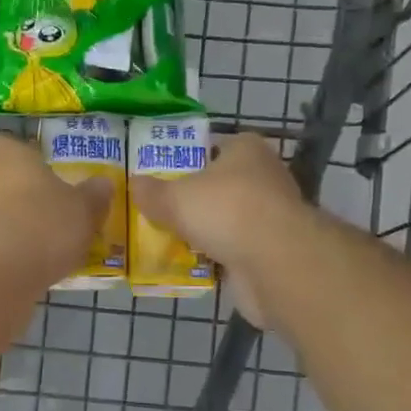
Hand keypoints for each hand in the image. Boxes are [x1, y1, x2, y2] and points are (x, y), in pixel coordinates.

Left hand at [0, 135, 112, 296]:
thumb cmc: (42, 227)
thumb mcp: (83, 211)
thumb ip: (94, 196)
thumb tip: (103, 183)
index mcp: (10, 159)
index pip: (5, 145)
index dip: (22, 155)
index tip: (42, 170)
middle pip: (0, 181)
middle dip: (22, 196)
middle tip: (52, 213)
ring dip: (13, 227)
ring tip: (45, 248)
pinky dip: (5, 253)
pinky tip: (28, 270)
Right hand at [130, 133, 306, 326]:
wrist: (275, 262)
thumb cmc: (226, 210)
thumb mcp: (175, 197)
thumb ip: (152, 192)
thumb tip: (134, 184)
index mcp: (246, 149)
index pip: (214, 146)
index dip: (189, 157)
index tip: (162, 173)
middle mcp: (263, 177)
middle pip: (219, 185)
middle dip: (193, 199)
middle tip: (158, 209)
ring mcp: (270, 216)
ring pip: (226, 220)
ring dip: (204, 231)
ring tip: (166, 239)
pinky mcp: (271, 251)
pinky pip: (233, 250)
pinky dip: (215, 258)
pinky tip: (188, 265)